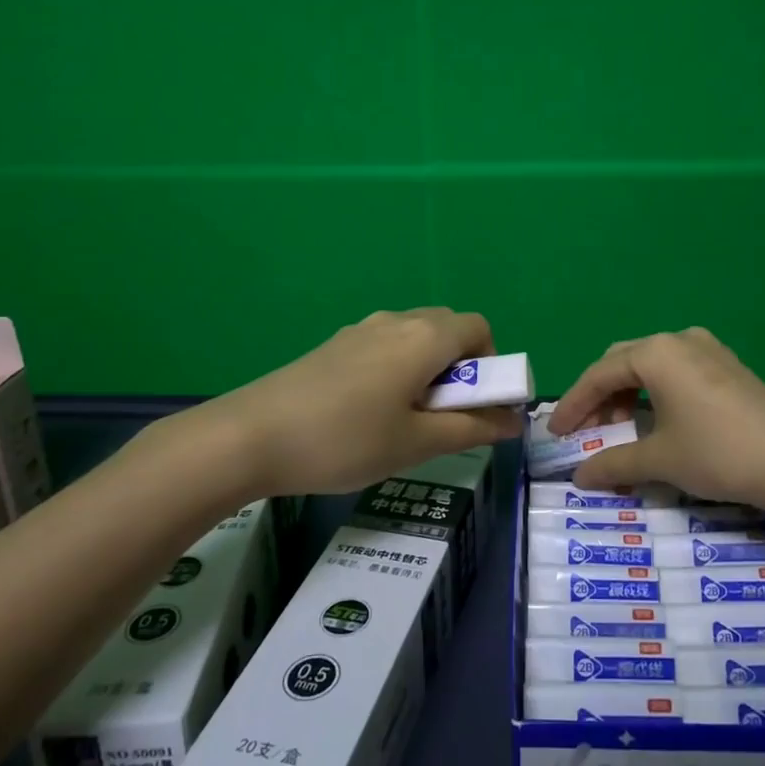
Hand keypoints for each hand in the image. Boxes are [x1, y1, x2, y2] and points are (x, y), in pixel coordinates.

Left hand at [192, 308, 521, 495]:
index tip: (476, 404)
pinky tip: (369, 414)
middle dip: (461, 367)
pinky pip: (384, 346)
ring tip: (406, 420)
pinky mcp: (334, 345)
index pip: (479, 328)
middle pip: (447, 328)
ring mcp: (360, 330)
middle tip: (443, 415)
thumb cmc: (345, 440)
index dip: (491, 363)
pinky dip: (397, 370)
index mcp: (423, 338)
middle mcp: (396, 321)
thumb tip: (514, 420)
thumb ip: (472, 428)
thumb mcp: (416, 443)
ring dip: (427, 369)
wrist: (250, 436)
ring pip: (413, 338)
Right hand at [547, 327, 764, 513]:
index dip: (573, 405)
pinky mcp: (728, 365)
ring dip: (627, 394)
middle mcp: (679, 340)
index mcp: (656, 353)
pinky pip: (676, 371)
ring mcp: (708, 349)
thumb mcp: (661, 460)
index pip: (599, 374)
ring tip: (619, 429)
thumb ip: (614, 464)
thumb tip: (580, 476)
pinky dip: (655, 392)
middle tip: (587, 431)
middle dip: (599, 395)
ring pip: (650, 365)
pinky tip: (657, 420)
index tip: (555, 433)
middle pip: (622, 362)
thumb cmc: (720, 453)